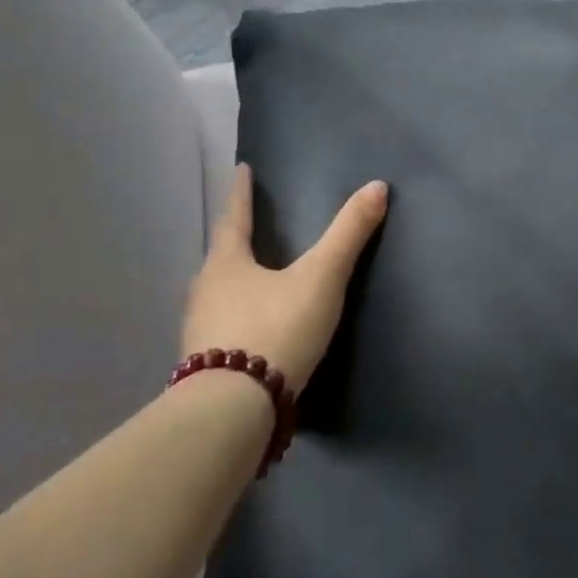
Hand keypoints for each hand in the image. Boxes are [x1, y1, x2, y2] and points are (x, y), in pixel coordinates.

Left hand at [181, 165, 389, 393]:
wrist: (234, 407)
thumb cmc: (276, 329)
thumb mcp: (321, 278)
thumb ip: (348, 235)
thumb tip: (377, 186)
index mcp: (227, 264)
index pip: (235, 218)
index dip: (241, 193)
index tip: (241, 169)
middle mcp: (205, 292)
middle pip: (222, 258)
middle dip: (237, 243)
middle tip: (250, 231)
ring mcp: (200, 332)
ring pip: (219, 296)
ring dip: (235, 285)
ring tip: (254, 283)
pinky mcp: (205, 366)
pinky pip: (223, 330)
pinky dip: (238, 321)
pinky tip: (253, 334)